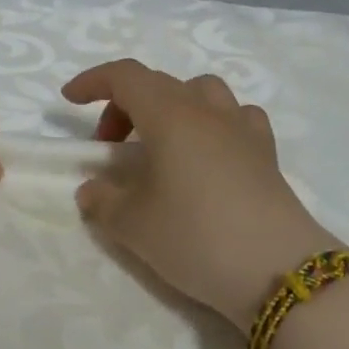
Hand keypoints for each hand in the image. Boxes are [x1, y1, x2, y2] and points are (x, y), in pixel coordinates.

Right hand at [64, 59, 342, 327]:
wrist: (278, 272)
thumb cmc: (195, 236)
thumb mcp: (133, 225)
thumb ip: (102, 201)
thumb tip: (92, 189)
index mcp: (169, 114)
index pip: (125, 76)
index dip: (94, 81)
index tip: (70, 100)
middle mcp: (206, 110)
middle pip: (158, 84)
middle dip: (124, 106)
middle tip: (110, 148)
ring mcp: (242, 128)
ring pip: (201, 92)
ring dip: (171, 107)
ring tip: (161, 144)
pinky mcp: (267, 153)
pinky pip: (236, 118)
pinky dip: (213, 123)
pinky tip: (209, 153)